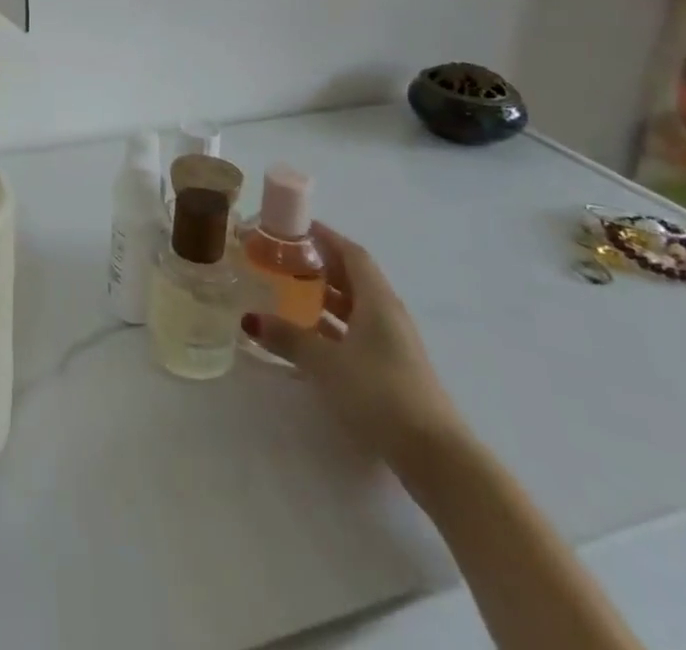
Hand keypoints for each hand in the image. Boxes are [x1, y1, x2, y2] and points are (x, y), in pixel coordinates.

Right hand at [242, 223, 465, 471]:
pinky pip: (357, 332)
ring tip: (288, 292)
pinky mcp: (392, 370)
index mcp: (377, 300)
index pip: (351, 253)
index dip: (325, 236)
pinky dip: (333, 326)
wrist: (435, 457)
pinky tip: (309, 336)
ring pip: (355, 306)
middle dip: (319, 265)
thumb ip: (288, 337)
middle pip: (353, 277)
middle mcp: (387, 314)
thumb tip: (250, 318)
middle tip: (282, 258)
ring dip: (325, 297)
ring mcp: (393, 344)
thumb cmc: (380, 393)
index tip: (294, 228)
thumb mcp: (326, 363)